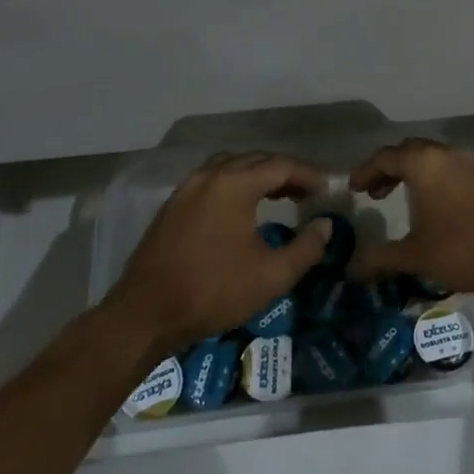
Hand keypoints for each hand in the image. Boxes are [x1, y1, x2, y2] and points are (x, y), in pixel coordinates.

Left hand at [102, 152, 331, 355]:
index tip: (327, 189)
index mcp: (235, 184)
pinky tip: (241, 209)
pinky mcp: (172, 205)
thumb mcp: (272, 276)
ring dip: (257, 174)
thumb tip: (325, 225)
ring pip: (230, 166)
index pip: (281, 165)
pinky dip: (234, 184)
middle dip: (285, 171)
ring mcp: (186, 188)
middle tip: (307, 192)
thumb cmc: (213, 291)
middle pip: (256, 159)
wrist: (146, 314)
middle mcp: (210, 176)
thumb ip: (307, 247)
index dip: (309, 174)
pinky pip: (211, 180)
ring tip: (277, 195)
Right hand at [346, 139, 473, 299]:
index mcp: (424, 163)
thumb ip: (380, 257)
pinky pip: (454, 169)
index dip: (365, 171)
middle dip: (389, 168)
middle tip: (375, 192)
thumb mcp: (415, 255)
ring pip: (435, 159)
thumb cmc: (463, 248)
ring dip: (415, 174)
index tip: (353, 188)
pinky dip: (437, 180)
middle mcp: (447, 154)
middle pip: (410, 151)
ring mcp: (473, 163)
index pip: (385, 156)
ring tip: (404, 199)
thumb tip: (351, 267)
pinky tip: (438, 207)